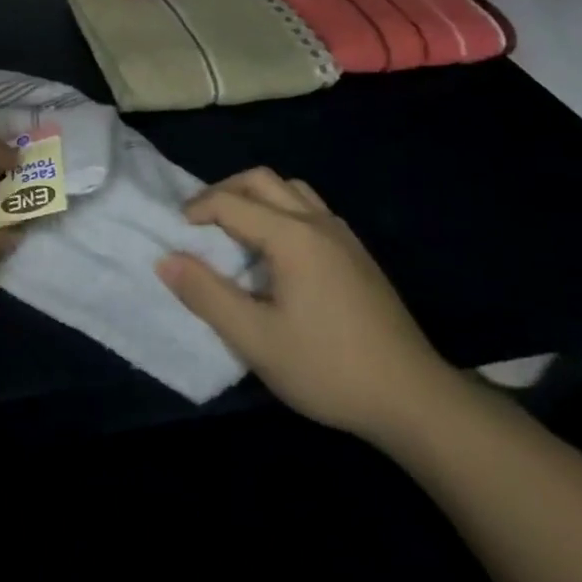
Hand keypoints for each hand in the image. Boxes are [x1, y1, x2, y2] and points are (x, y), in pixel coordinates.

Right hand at [155, 168, 455, 442]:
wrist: (416, 401)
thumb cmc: (329, 368)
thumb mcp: (256, 340)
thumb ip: (207, 295)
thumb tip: (166, 259)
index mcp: (292, 236)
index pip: (231, 202)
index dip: (196, 211)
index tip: (176, 235)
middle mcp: (318, 222)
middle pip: (261, 180)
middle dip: (223, 192)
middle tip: (200, 223)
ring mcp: (343, 236)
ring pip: (289, 189)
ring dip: (254, 197)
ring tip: (234, 231)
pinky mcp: (357, 255)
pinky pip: (309, 208)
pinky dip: (280, 211)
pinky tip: (276, 252)